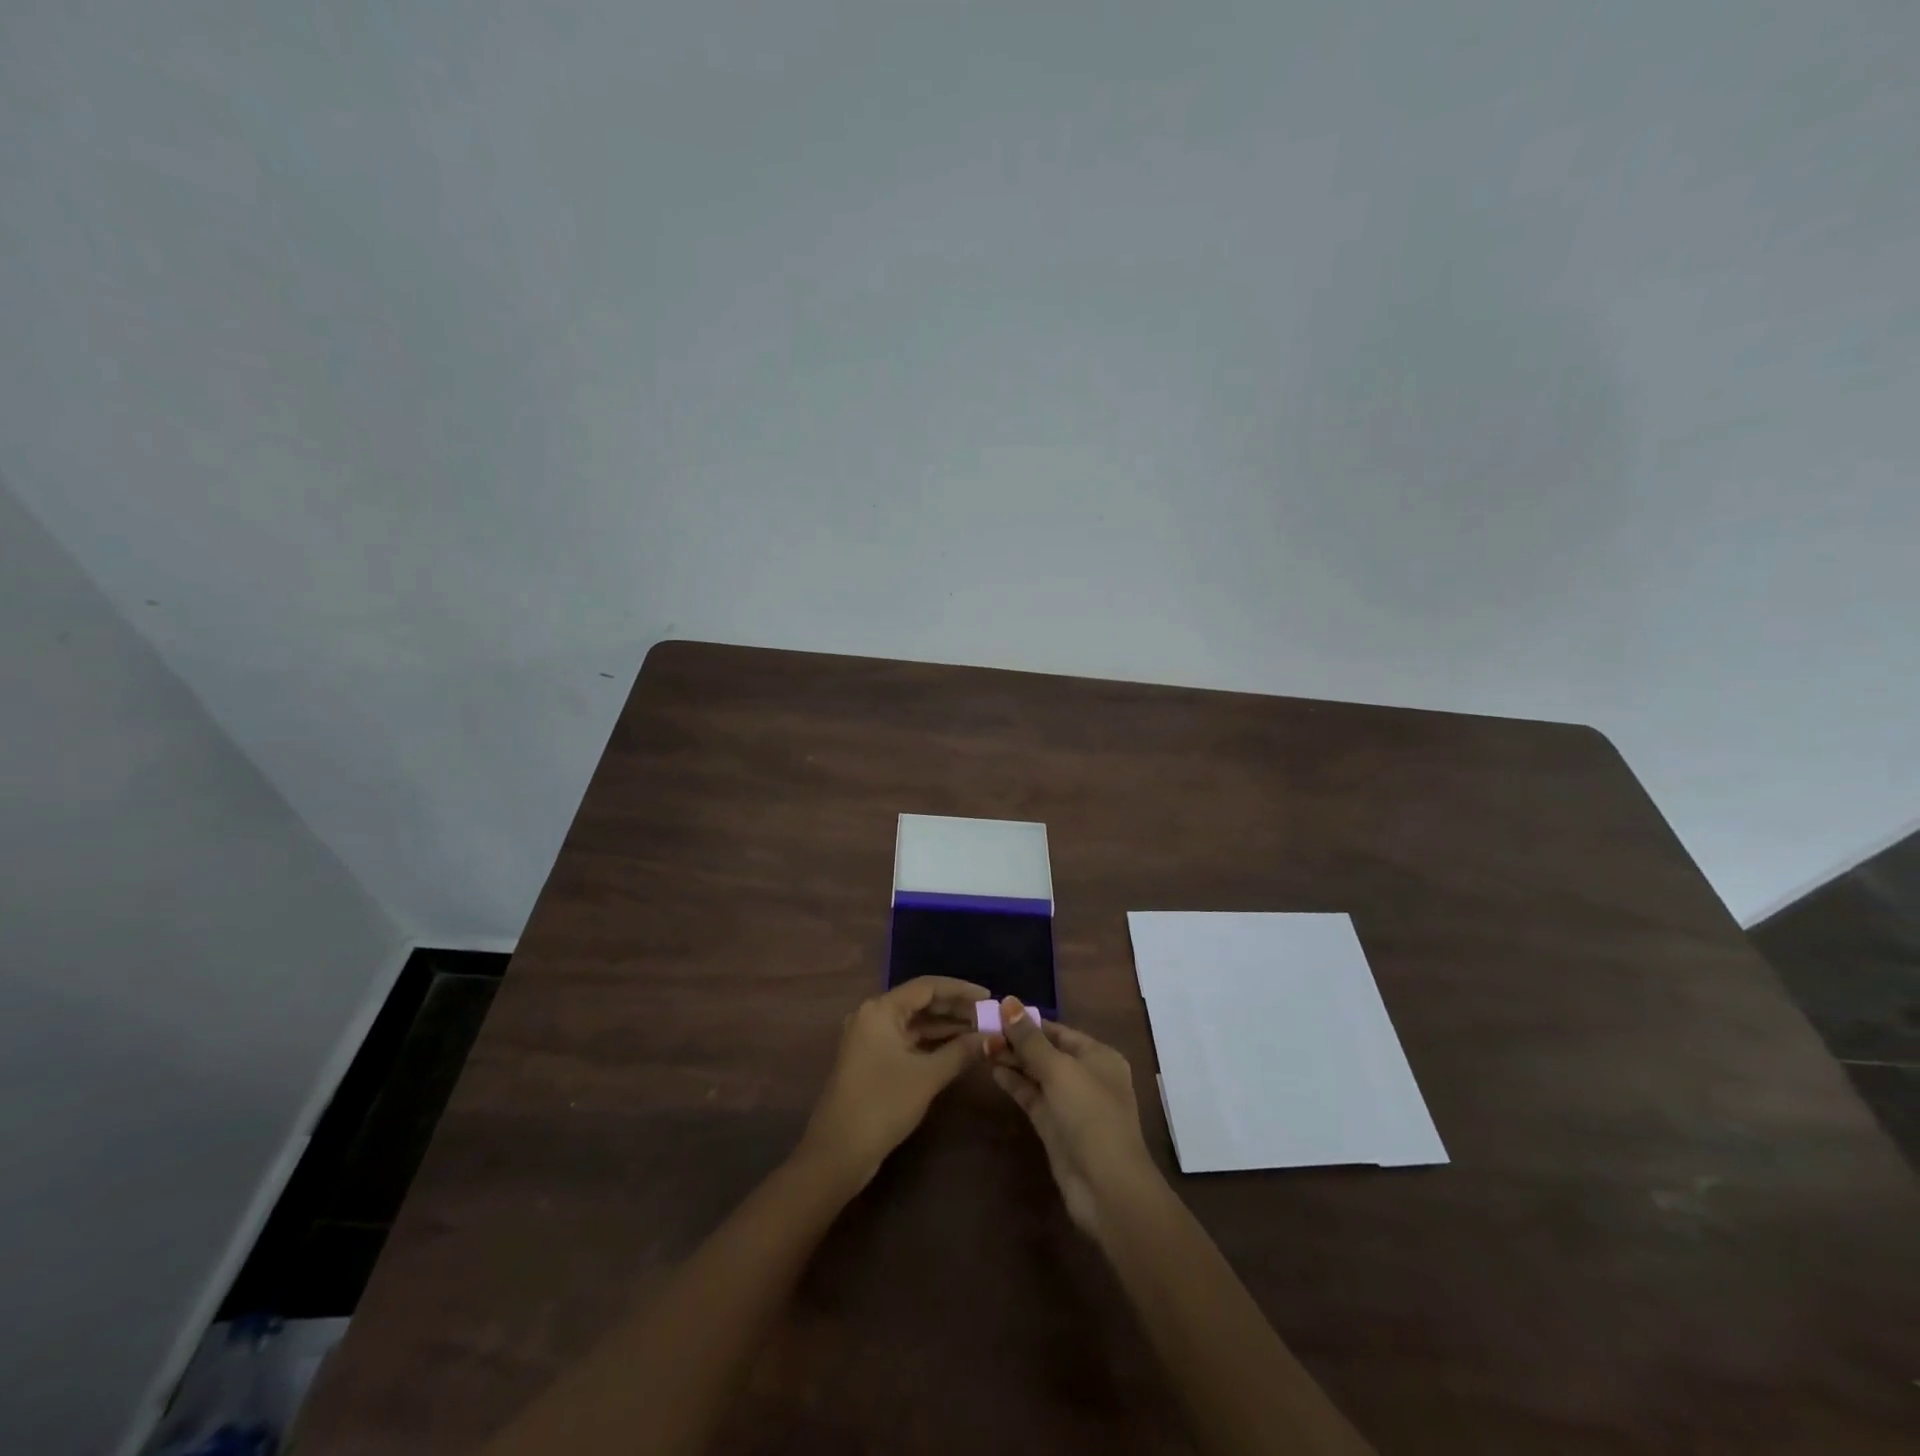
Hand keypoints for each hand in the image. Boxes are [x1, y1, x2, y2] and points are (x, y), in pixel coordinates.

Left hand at [800, 976, 988, 1189]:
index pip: (927, 986)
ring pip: (915, 1023)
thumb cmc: (883, 1104)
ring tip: (980, 1031)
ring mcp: (870, 1038)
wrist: (838, 1153)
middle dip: (955, 1009)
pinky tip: (957, 1049)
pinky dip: (931, 1043)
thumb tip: (993, 1038)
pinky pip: (907, 1040)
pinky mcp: (872, 1059)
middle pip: (921, 1002)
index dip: (961, 990)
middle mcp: (873, 1015)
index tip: (989, 998)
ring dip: (946, 1027)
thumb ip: (961, 1052)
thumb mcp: (927, 1076)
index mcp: (881, 1009)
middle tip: (988, 1017)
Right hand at [989, 998, 1158, 1239]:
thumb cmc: (1090, 1116)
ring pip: (1036, 1074)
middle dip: (1017, 1041)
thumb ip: (1030, 1039)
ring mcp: (1070, 1103)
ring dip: (1012, 1061)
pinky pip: (1032, 1096)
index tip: (996, 1011)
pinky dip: (1014, 1083)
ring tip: (981, 1046)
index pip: (1058, 1031)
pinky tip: (993, 1070)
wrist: (1107, 1188)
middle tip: (981, 1030)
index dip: (1028, 1021)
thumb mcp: (1060, 1070)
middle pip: (1046, 1051)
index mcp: (1098, 1056)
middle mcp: (1086, 1076)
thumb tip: (1008, 1001)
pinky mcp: (1055, 1126)